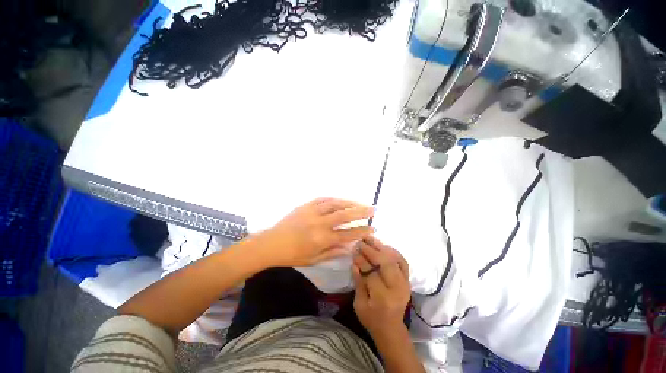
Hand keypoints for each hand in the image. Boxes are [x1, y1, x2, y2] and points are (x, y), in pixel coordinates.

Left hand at [257, 197, 374, 266]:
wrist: (272, 243)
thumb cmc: (293, 255)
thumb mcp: (314, 259)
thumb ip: (333, 252)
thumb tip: (350, 248)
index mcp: (322, 239)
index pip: (348, 234)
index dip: (362, 231)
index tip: (373, 229)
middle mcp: (320, 223)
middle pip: (344, 215)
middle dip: (361, 212)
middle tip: (373, 209)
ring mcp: (312, 212)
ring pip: (335, 204)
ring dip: (349, 202)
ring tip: (360, 203)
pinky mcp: (306, 205)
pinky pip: (323, 199)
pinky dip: (334, 199)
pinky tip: (341, 199)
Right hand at [353, 236, 410, 339]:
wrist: (391, 329)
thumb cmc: (372, 319)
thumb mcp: (359, 305)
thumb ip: (358, 283)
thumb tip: (354, 263)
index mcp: (383, 298)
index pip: (372, 273)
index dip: (362, 260)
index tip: (354, 251)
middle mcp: (397, 288)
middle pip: (385, 263)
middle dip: (371, 250)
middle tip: (361, 242)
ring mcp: (405, 283)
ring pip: (395, 259)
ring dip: (382, 247)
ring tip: (370, 239)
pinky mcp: (407, 280)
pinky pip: (402, 261)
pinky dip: (394, 252)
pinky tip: (383, 246)